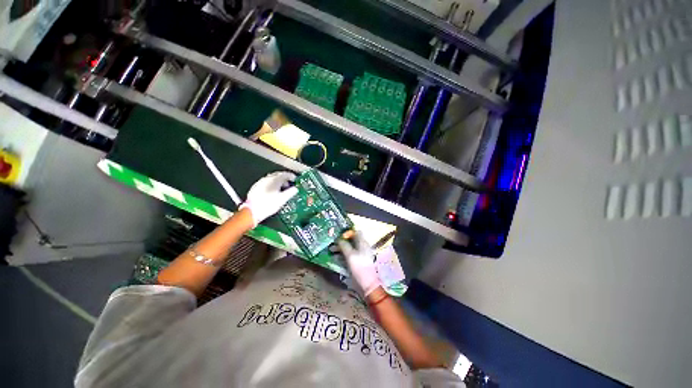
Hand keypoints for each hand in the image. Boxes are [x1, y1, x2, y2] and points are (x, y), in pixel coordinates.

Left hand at [240, 172, 298, 225]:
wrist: (252, 211)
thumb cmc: (268, 205)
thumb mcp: (283, 199)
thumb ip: (291, 192)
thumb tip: (295, 189)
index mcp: (274, 180)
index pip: (285, 174)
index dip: (291, 176)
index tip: (295, 179)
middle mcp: (267, 179)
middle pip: (278, 175)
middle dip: (285, 178)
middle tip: (289, 184)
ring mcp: (260, 182)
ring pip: (271, 178)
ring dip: (278, 182)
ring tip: (281, 189)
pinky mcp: (255, 187)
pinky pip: (266, 182)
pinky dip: (271, 185)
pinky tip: (272, 191)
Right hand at [337, 231, 381, 295]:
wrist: (367, 283)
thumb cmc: (359, 267)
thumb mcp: (350, 255)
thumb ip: (344, 246)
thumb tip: (339, 239)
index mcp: (363, 243)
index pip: (356, 232)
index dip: (348, 232)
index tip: (340, 237)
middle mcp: (363, 246)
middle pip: (352, 239)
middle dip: (342, 241)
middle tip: (333, 245)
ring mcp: (362, 254)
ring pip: (351, 247)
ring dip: (342, 248)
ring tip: (332, 251)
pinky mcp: (359, 261)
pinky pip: (351, 254)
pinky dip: (344, 254)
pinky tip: (338, 258)